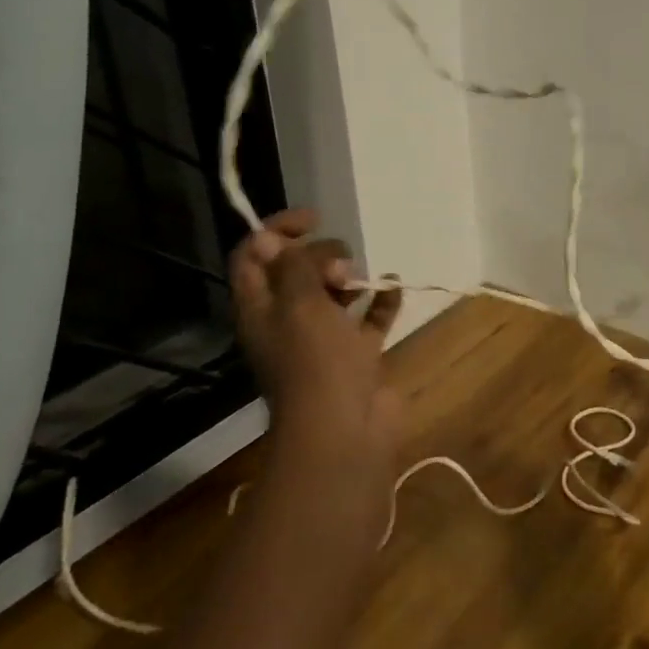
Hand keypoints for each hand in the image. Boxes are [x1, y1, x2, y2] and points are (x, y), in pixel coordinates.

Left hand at [230, 208, 404, 476]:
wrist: (344, 431)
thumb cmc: (316, 363)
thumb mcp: (300, 304)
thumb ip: (295, 266)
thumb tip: (285, 241)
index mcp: (260, 310)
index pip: (253, 256)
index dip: (276, 230)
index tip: (313, 218)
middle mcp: (287, 322)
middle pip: (295, 272)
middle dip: (319, 255)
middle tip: (340, 265)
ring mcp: (323, 341)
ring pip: (332, 295)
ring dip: (349, 277)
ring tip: (364, 277)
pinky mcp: (356, 356)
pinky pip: (368, 320)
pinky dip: (380, 301)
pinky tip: (394, 286)